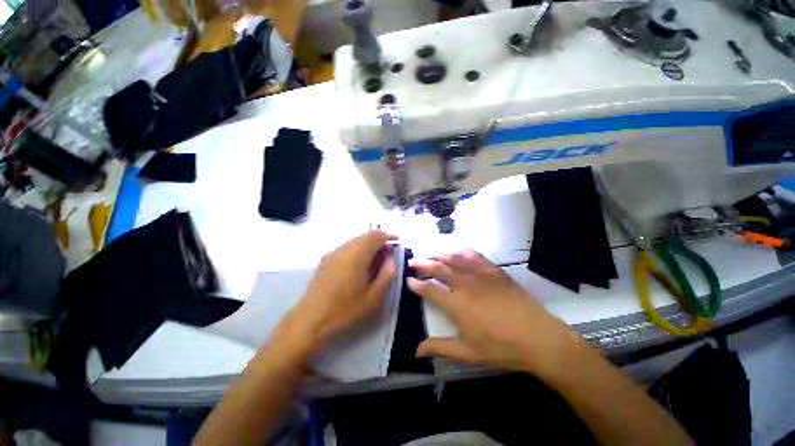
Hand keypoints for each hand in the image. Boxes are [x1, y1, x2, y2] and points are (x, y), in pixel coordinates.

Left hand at [275, 230, 396, 353]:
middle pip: (365, 235)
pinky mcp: (325, 259)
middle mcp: (344, 249)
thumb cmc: (344, 311)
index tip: (397, 242)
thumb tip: (391, 259)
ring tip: (376, 259)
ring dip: (368, 244)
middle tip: (388, 253)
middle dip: (379, 240)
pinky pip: (346, 247)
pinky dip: (358, 249)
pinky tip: (360, 265)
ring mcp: (333, 253)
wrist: (309, 321)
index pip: (375, 235)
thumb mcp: (373, 298)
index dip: (388, 235)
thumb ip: (386, 275)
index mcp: (356, 256)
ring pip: (355, 240)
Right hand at [409, 249, 582, 375]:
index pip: (429, 290)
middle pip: (438, 268)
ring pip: (454, 258)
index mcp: (456, 304)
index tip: (408, 280)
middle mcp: (464, 284)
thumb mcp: (467, 353)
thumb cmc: (501, 347)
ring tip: (430, 252)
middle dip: (423, 264)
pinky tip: (456, 249)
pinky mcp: (493, 271)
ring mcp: (480, 274)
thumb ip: (440, 348)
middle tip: (413, 261)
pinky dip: (462, 250)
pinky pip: (474, 255)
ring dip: (439, 254)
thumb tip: (416, 351)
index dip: (417, 284)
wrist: (538, 337)